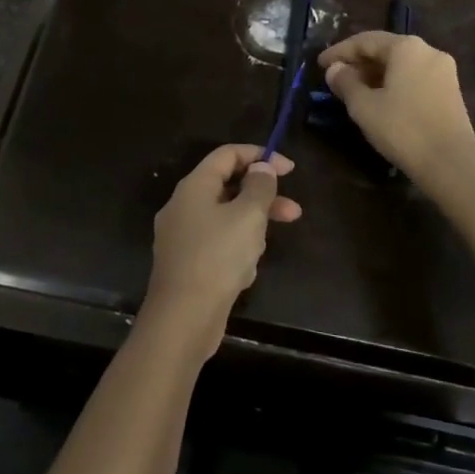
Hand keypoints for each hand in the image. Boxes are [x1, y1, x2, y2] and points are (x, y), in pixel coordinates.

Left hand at [140, 144, 301, 355]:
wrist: (182, 319)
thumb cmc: (217, 258)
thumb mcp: (248, 216)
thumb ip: (259, 187)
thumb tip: (261, 168)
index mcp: (194, 186)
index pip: (227, 154)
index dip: (259, 156)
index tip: (289, 169)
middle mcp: (182, 206)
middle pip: (227, 187)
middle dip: (261, 198)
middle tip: (293, 211)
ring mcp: (181, 236)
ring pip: (225, 218)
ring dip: (250, 227)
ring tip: (261, 250)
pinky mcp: (186, 263)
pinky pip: (217, 244)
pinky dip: (235, 250)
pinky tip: (245, 272)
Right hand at [319, 32, 474, 186]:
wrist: (451, 163)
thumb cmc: (403, 129)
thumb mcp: (364, 106)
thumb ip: (345, 82)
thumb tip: (334, 69)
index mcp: (407, 47)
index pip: (365, 41)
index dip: (339, 52)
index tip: (319, 64)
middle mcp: (428, 50)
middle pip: (385, 50)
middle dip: (358, 62)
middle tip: (335, 78)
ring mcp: (443, 71)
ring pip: (401, 65)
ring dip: (375, 74)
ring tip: (354, 90)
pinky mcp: (450, 91)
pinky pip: (414, 77)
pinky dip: (394, 83)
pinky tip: (380, 100)